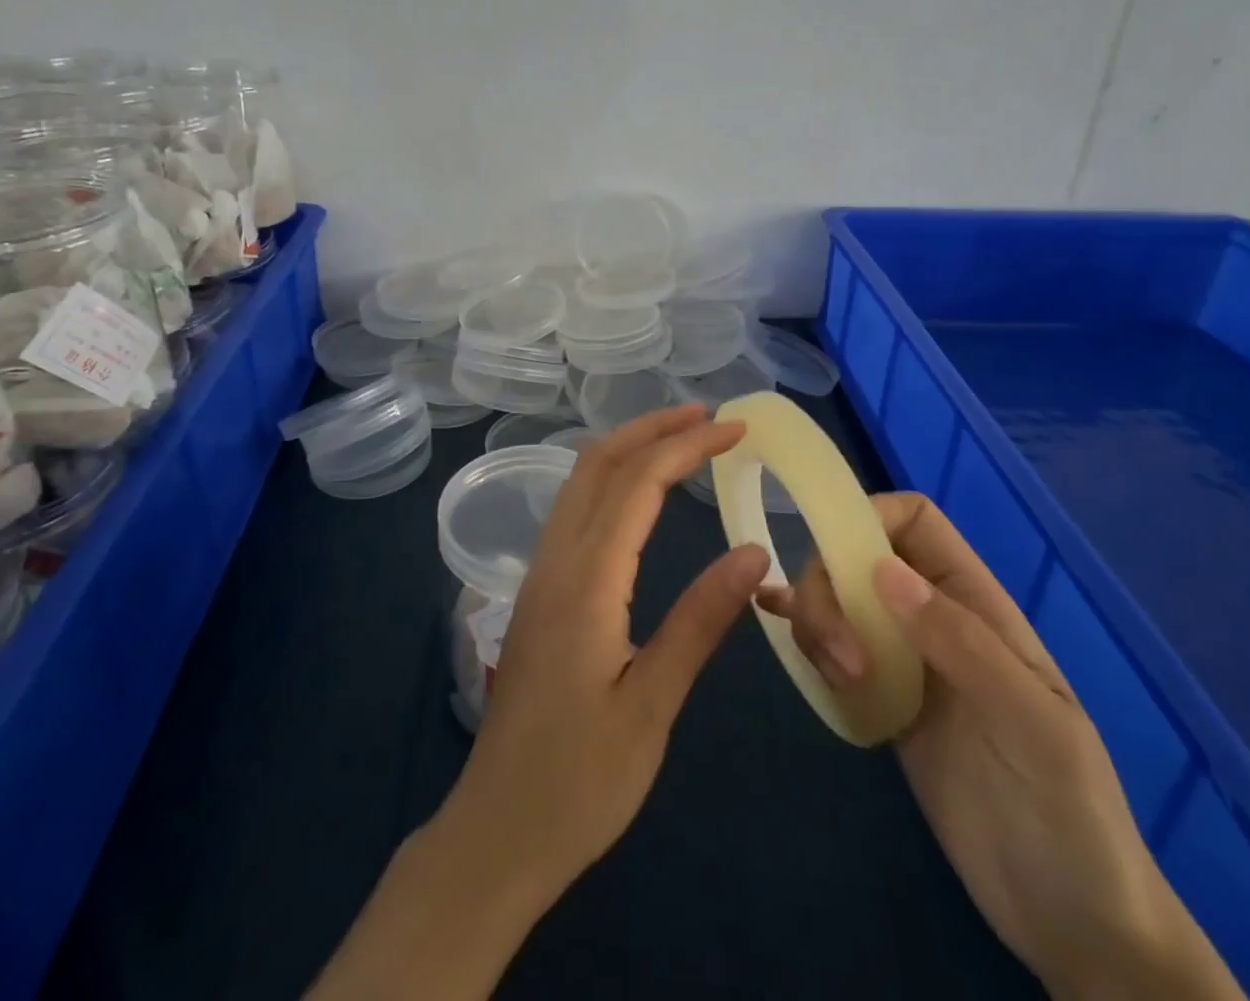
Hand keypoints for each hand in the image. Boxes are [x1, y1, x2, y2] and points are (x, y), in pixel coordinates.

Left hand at [307, 405, 769, 1000]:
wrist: (496, 833)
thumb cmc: (579, 782)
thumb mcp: (651, 705)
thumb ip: (700, 622)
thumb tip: (753, 553)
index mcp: (586, 581)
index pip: (638, 484)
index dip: (687, 447)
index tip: (736, 429)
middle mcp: (556, 561)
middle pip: (598, 464)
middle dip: (652, 428)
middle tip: (708, 416)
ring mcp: (540, 574)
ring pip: (579, 482)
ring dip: (627, 447)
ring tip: (678, 438)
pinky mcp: (538, 593)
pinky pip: (572, 509)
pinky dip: (609, 477)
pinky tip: (635, 493)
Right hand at [757, 493, 1242, 1000]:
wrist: (1074, 923)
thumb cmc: (1070, 813)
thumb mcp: (1032, 724)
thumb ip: (962, 642)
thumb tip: (882, 571)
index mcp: (975, 603)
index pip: (913, 520)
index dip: (868, 517)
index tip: (837, 560)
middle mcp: (934, 618)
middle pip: (858, 556)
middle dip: (831, 587)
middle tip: (841, 658)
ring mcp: (905, 660)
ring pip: (838, 599)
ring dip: (816, 619)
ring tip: (835, 678)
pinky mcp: (882, 701)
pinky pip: (832, 647)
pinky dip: (799, 630)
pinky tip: (771, 624)